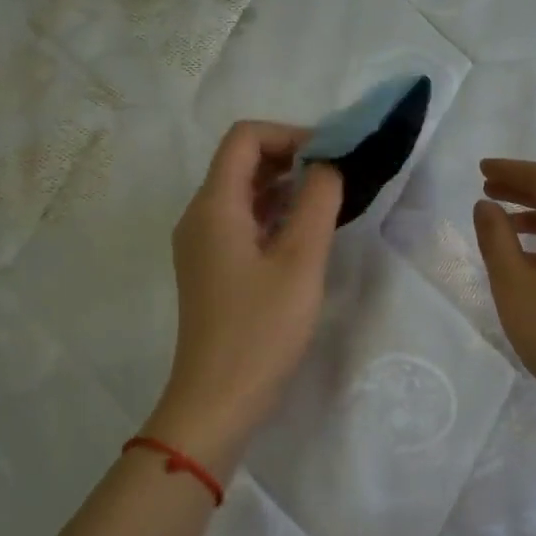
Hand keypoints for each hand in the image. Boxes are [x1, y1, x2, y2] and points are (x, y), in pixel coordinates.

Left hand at [147, 121, 343, 471]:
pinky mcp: (210, 269)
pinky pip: (240, 223)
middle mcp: (199, 216)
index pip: (245, 138)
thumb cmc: (261, 331)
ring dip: (283, 188)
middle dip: (289, 158)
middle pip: (240, 162)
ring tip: (327, 204)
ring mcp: (201, 244)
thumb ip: (317, 203)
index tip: (331, 157)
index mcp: (213, 206)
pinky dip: (272, 216)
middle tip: (337, 178)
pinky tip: (304, 235)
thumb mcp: (300, 262)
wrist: (217, 400)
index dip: (290, 135)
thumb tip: (326, 167)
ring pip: (242, 194)